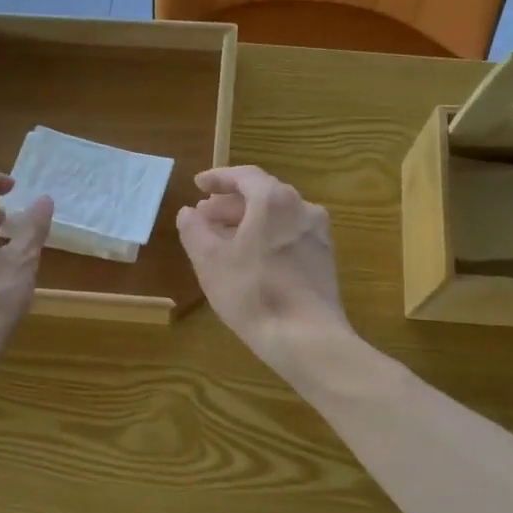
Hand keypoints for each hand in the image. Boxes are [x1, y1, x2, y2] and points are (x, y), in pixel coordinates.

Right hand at [176, 166, 353, 379]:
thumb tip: (188, 212)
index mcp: (274, 200)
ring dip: (248, 222)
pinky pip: (289, 236)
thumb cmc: (252, 292)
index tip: (198, 185)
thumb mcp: (210, 261)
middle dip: (230, 204)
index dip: (218, 178)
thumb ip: (194, 230)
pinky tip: (251, 260)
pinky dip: (266, 238)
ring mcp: (318, 235)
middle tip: (205, 216)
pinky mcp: (324, 260)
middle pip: (262, 195)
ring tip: (223, 240)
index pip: (245, 176)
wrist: (307, 337)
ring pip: (277, 217)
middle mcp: (302, 208)